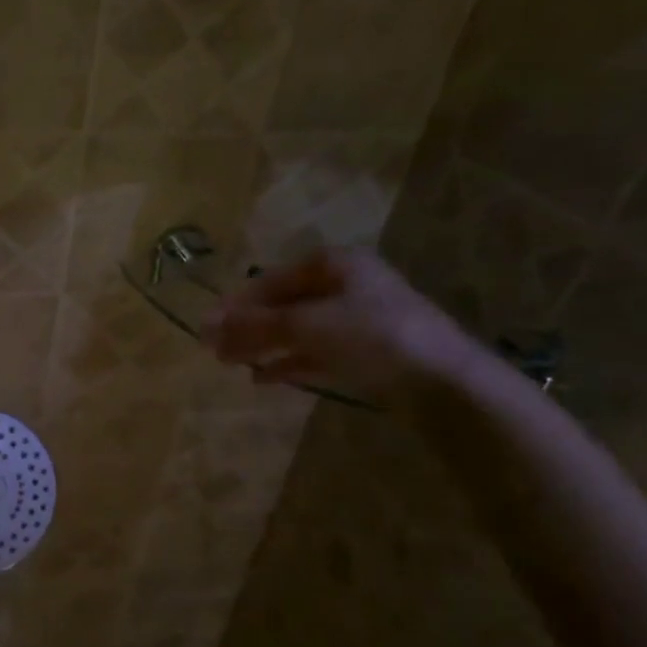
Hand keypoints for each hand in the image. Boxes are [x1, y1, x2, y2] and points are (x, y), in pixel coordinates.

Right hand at [201, 248, 481, 405]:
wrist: (441, 381)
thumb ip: (255, 324)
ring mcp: (357, 322)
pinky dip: (287, 363)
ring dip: (262, 345)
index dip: (237, 301)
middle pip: (283, 304)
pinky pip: (314, 353)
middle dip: (247, 326)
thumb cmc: (371, 335)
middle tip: (213, 349)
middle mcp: (346, 286)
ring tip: (229, 364)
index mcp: (335, 265)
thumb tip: (205, 324)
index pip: (272, 278)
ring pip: (296, 330)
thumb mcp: (306, 324)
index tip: (208, 325)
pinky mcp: (364, 354)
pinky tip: (261, 378)